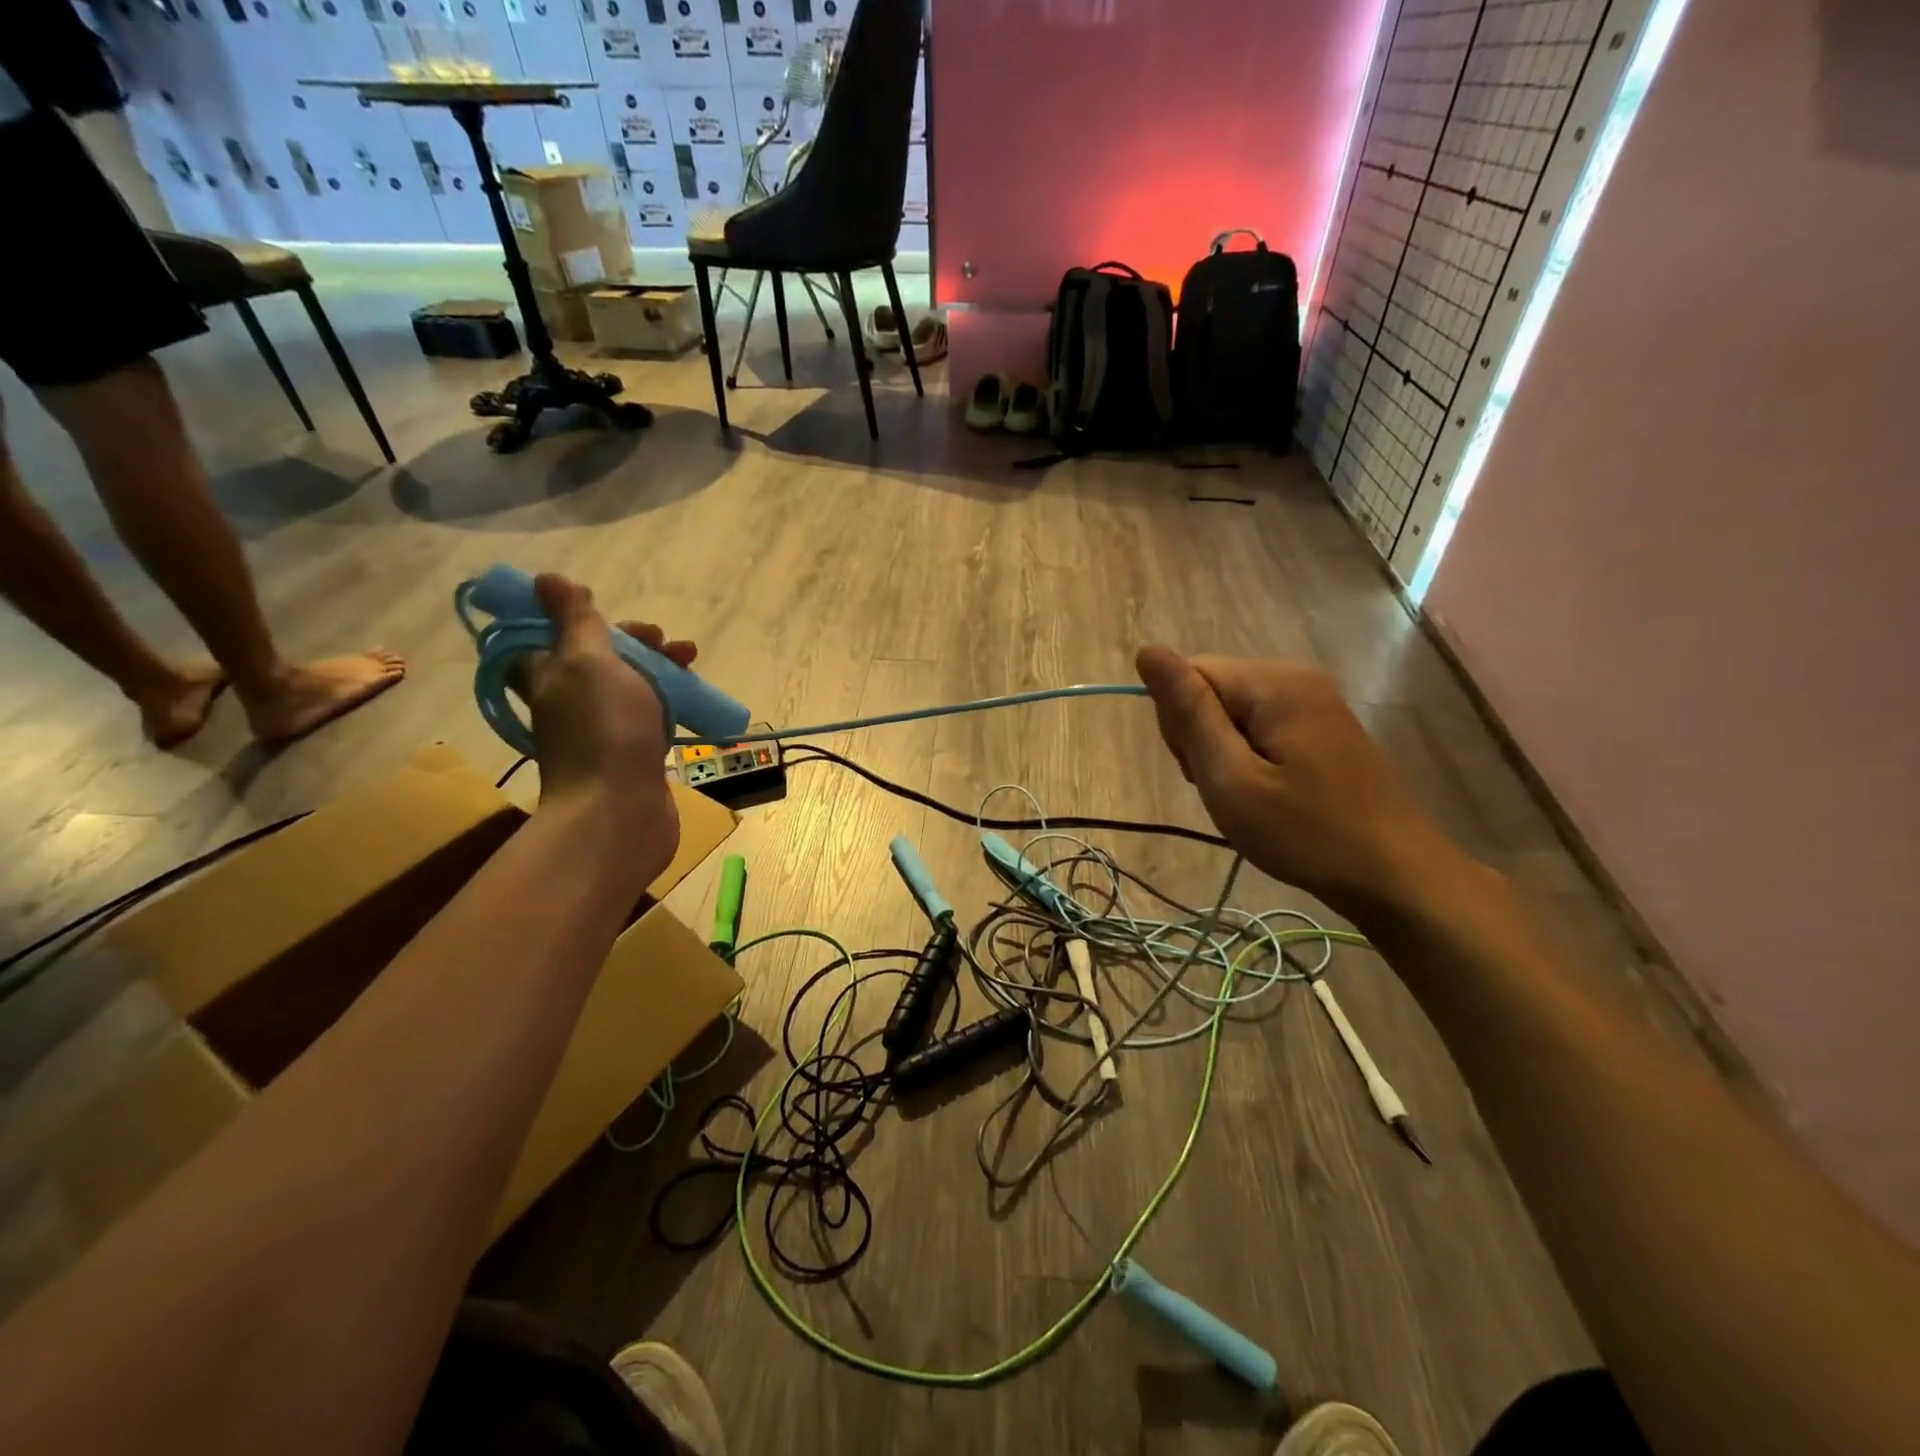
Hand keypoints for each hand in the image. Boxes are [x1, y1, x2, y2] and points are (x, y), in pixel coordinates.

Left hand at [518, 574, 696, 879]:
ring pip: (630, 685)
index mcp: (546, 676)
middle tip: (664, 641)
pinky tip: (692, 700)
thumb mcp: (587, 661)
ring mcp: (602, 730)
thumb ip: (574, 620)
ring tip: (691, 661)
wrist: (621, 811)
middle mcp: (568, 701)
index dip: (578, 616)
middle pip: (599, 657)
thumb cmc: (603, 729)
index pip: (549, 634)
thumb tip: (545, 579)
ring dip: (659, 668)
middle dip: (634, 641)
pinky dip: (669, 701)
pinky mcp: (633, 754)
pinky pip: (651, 715)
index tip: (610, 611)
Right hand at [1135, 646, 1469, 920]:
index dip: (1179, 725)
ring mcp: (1311, 698)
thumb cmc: (1304, 832)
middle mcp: (1292, 675)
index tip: (1203, 772)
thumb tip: (1147, 650)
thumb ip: (1188, 713)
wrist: (1392, 874)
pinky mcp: (1319, 723)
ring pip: (1229, 711)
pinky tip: (1268, 791)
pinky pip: (1257, 725)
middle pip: (1209, 689)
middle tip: (1230, 789)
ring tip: (1250, 797)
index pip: (1188, 674)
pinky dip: (1249, 758)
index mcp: (1271, 682)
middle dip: (1201, 740)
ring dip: (1223, 753)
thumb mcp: (1231, 778)